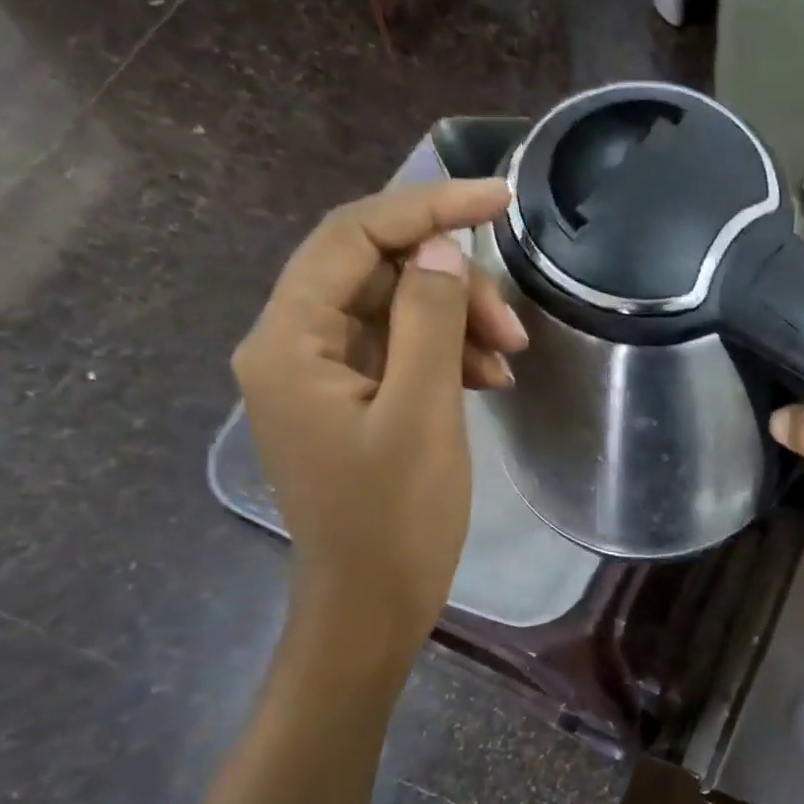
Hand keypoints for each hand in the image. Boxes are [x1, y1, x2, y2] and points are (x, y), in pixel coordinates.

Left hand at [232, 179, 524, 646]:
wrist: (373, 603)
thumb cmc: (396, 517)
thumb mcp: (423, 413)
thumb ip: (429, 321)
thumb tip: (439, 246)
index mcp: (289, 340)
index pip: (353, 239)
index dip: (427, 210)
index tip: (499, 200)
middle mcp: (293, 345)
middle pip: (377, 274)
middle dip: (452, 286)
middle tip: (514, 329)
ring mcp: (322, 375)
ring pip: (396, 312)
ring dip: (457, 323)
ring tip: (510, 360)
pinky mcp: (352, 402)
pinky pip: (402, 352)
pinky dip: (447, 355)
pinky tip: (489, 379)